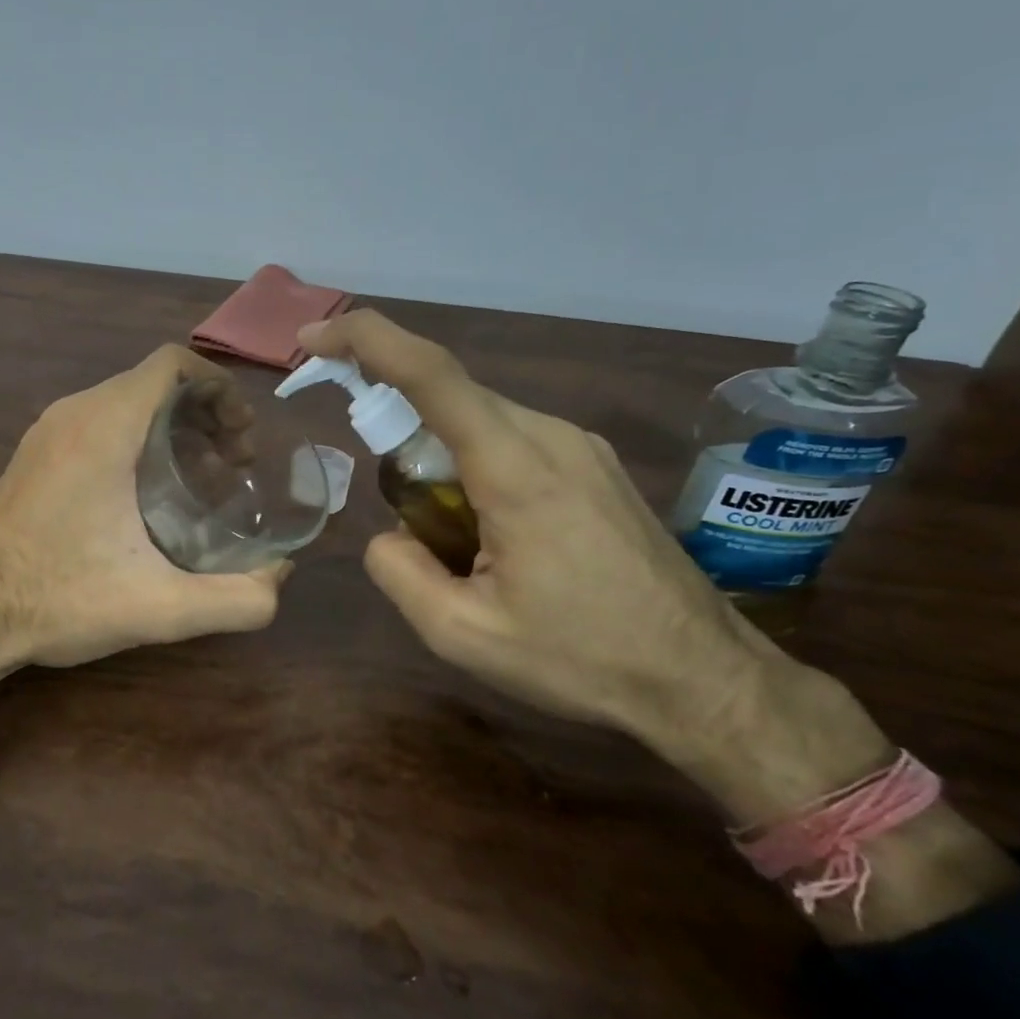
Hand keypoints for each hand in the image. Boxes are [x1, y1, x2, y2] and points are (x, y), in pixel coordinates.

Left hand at [0, 344, 288, 669]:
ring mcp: (47, 432)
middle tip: (234, 462)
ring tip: (204, 477)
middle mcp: (72, 413)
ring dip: (174, 425)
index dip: (219, 387)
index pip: (171, 364)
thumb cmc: (60, 600)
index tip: (243, 436)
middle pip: (153, 381)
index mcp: (103, 427)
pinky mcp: (35, 455)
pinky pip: (99, 421)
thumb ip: (236, 599)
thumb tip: (281, 577)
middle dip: (205, 411)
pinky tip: (153, 493)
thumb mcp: (159, 608)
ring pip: (126, 401)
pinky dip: (140, 437)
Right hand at [296, 311, 872, 782]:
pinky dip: (473, 465)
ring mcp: (579, 447)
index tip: (314, 339)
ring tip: (448, 539)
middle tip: (387, 495)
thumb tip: (388, 536)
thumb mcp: (463, 635)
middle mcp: (550, 436)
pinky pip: (511, 441)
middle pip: (450, 396)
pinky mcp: (593, 465)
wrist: (705, 679)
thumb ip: (399, 572)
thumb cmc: (583, 659)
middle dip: (396, 419)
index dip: (367, 342)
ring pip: (480, 420)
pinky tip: (488, 533)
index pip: (431, 375)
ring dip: (438, 455)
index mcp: (516, 469)